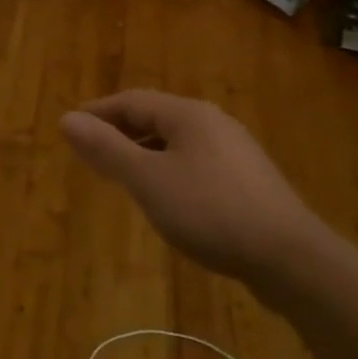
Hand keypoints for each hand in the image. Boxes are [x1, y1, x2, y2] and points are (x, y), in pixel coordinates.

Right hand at [61, 90, 325, 283]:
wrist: (289, 257)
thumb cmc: (210, 211)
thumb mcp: (148, 180)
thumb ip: (107, 149)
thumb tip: (67, 118)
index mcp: (188, 114)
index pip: (132, 101)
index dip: (98, 112)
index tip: (71, 127)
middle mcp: (213, 122)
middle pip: (156, 117)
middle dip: (121, 131)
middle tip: (91, 151)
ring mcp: (235, 151)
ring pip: (177, 141)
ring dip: (144, 151)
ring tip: (122, 174)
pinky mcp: (248, 180)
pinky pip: (196, 162)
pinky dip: (168, 169)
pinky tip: (166, 196)